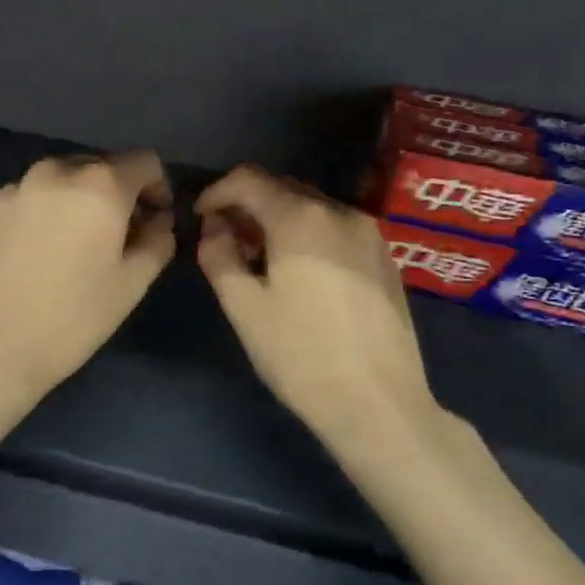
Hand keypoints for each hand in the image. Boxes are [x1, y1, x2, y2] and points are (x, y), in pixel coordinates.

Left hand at [0, 151, 175, 402]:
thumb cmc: (69, 319)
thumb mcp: (130, 286)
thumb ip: (157, 241)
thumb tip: (158, 220)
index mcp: (99, 185)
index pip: (144, 161)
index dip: (157, 187)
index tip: (153, 219)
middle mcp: (54, 172)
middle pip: (97, 166)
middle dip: (114, 193)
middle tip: (113, 236)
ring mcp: (11, 188)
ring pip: (56, 181)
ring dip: (72, 201)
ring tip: (67, 246)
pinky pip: (21, 200)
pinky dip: (35, 215)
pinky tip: (27, 257)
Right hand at [196, 165, 444, 450]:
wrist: (379, 405)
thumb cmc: (301, 355)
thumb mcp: (244, 307)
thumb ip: (219, 256)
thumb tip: (214, 227)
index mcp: (301, 218)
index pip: (248, 179)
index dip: (216, 192)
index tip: (200, 218)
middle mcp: (339, 212)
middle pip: (282, 188)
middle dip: (247, 205)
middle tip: (225, 240)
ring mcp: (369, 234)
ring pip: (311, 207)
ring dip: (278, 220)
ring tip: (260, 258)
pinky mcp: (385, 258)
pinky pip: (335, 228)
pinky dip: (308, 234)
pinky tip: (300, 273)